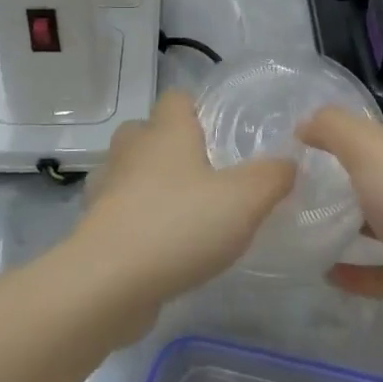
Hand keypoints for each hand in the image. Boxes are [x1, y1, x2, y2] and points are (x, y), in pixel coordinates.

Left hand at [77, 91, 295, 316]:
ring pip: (129, 173)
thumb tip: (288, 163)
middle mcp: (131, 151)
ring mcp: (106, 190)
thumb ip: (273, 176)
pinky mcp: (95, 229)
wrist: (108, 284)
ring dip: (150, 185)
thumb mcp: (246, 199)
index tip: (221, 132)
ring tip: (185, 211)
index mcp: (166, 132)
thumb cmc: (179, 225)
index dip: (198, 108)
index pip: (176, 98)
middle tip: (205, 172)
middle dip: (170, 146)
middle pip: (147, 132)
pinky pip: (120, 212)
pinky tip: (163, 246)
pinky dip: (137, 221)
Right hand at [299, 109, 382, 333]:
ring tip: (303, 228)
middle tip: (295, 191)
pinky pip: (379, 270)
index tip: (300, 152)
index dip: (340, 139)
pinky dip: (354, 271)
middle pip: (376, 179)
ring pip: (379, 224)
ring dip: (347, 227)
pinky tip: (324, 272)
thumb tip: (304, 124)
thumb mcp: (368, 147)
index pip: (376, 137)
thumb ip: (332, 128)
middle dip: (341, 183)